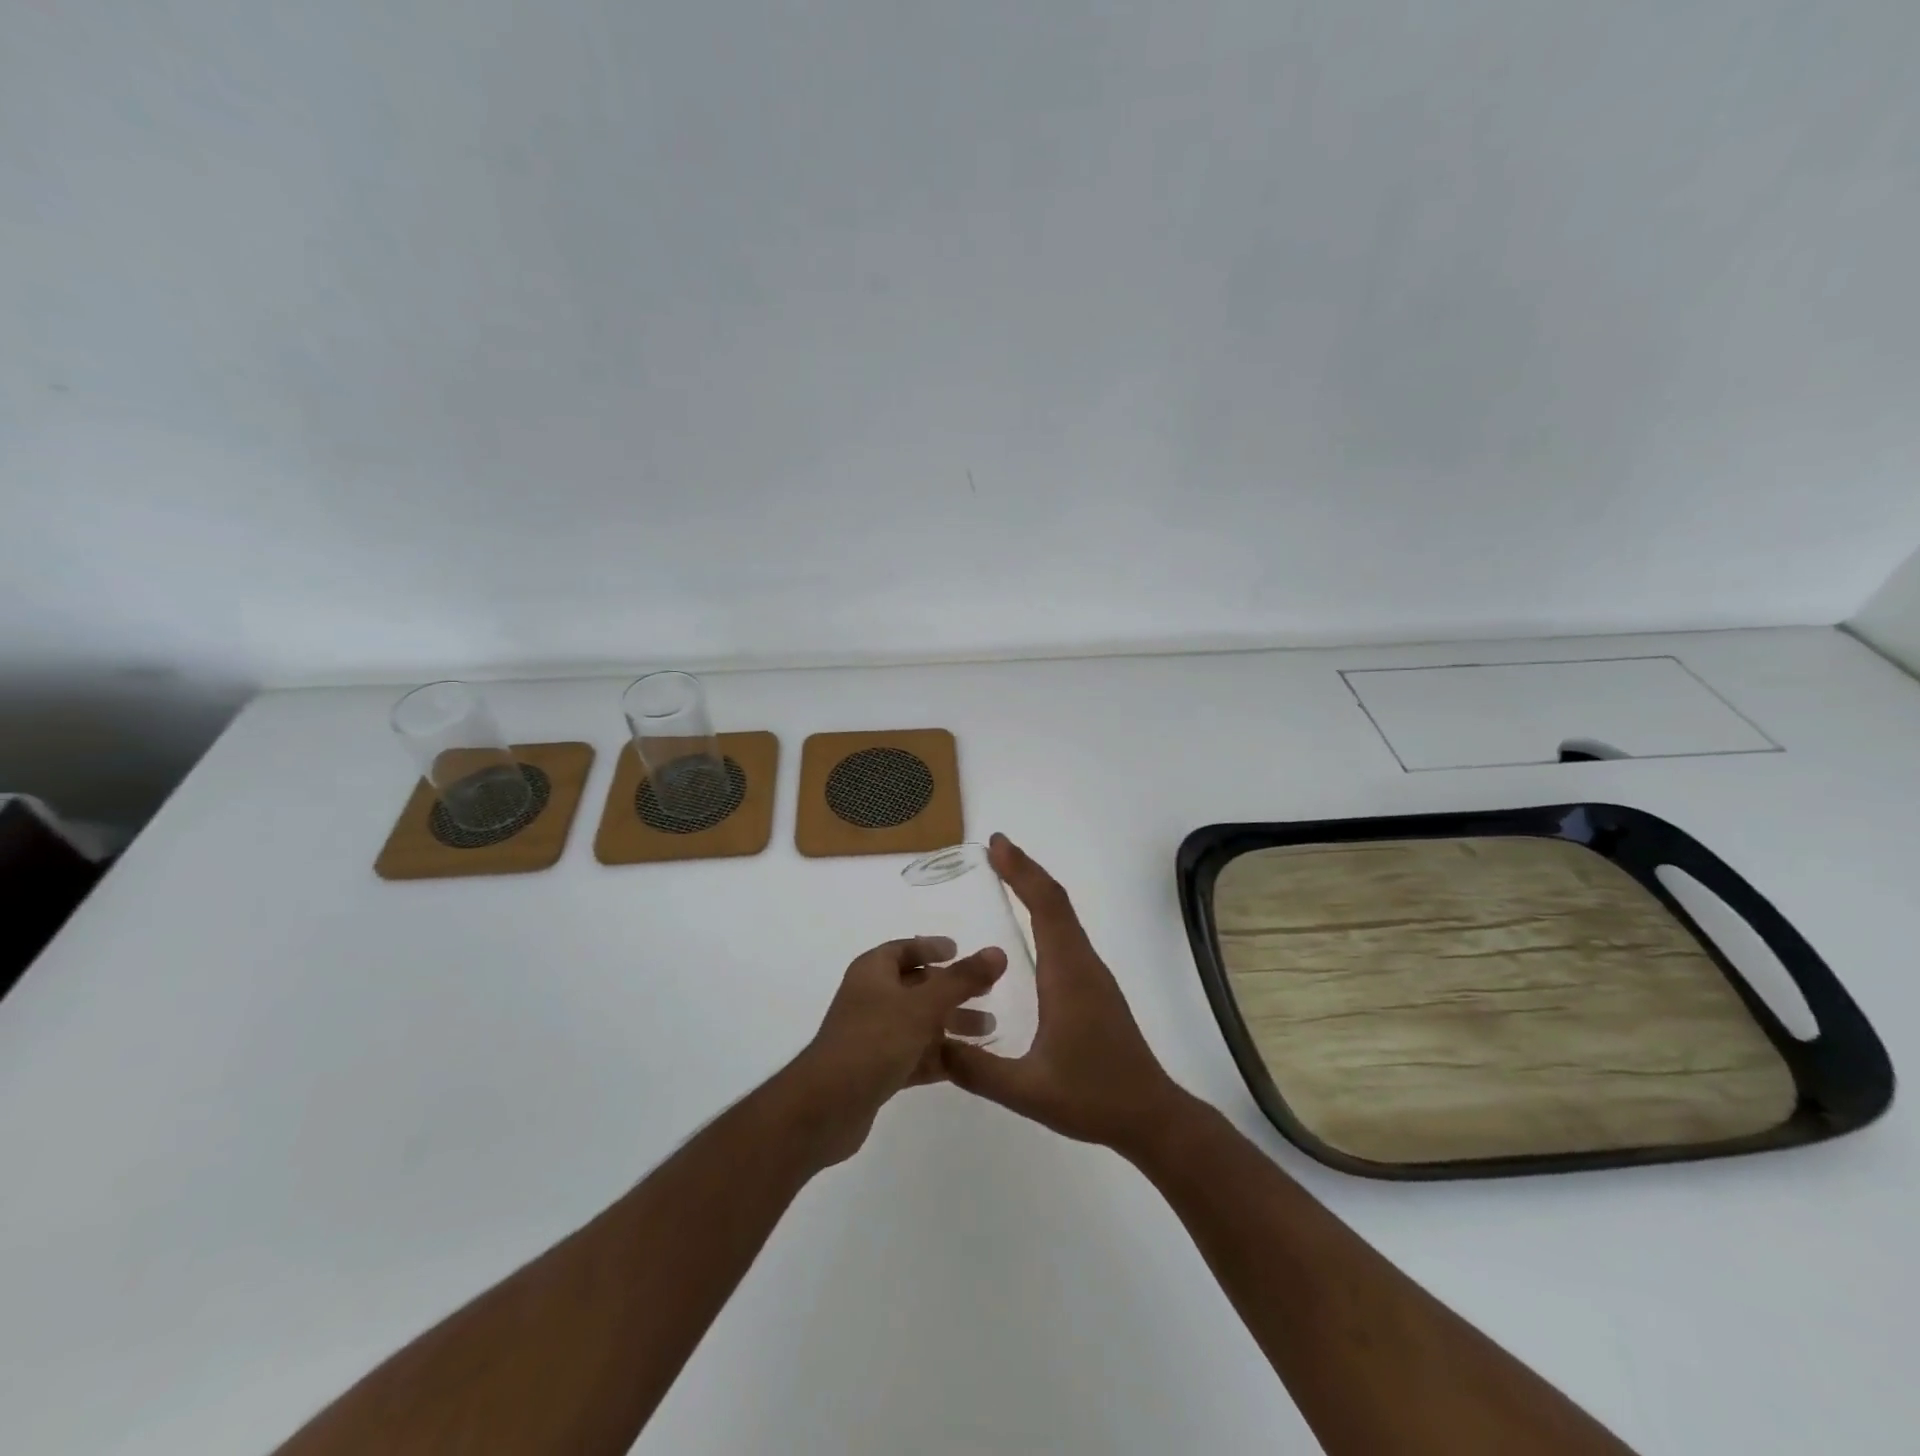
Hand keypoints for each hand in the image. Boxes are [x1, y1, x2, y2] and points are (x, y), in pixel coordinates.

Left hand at [787, 936, 1005, 1165]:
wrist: (826, 1108)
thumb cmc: (873, 1041)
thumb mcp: (923, 1006)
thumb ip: (961, 980)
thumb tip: (998, 952)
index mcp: (873, 972)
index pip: (904, 949)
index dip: (931, 947)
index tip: (959, 950)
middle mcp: (871, 998)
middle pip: (917, 986)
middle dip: (952, 990)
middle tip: (988, 993)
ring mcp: (873, 1036)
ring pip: (919, 1022)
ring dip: (952, 1024)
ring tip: (989, 1029)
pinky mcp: (878, 1070)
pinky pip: (915, 1054)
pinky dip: (940, 1055)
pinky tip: (969, 1063)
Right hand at [942, 835, 1190, 1155]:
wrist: (1151, 1115)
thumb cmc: (1093, 1098)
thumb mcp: (1027, 1090)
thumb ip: (976, 1069)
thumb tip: (931, 1043)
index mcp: (1067, 975)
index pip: (1046, 907)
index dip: (1022, 872)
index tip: (997, 845)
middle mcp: (1082, 964)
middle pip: (1056, 902)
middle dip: (1025, 870)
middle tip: (994, 849)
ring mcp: (1093, 974)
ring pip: (1065, 916)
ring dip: (1037, 889)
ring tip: (1006, 874)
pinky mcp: (1095, 987)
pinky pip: (1068, 934)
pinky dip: (1046, 912)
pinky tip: (1031, 925)